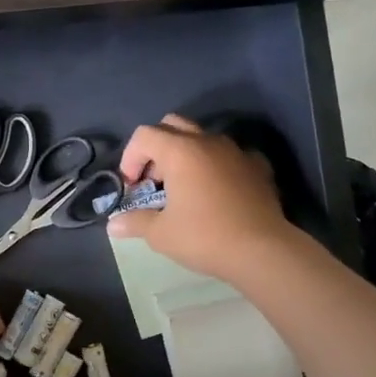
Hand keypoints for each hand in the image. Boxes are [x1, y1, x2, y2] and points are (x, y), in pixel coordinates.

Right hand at [107, 114, 294, 281]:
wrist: (263, 250)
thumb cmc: (204, 237)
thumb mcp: (160, 233)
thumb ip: (134, 222)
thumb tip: (112, 225)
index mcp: (180, 151)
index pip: (144, 135)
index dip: (130, 157)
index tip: (133, 186)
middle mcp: (208, 142)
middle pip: (172, 126)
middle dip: (156, 148)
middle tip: (154, 179)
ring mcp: (236, 152)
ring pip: (202, 138)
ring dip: (186, 155)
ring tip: (183, 187)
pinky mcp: (258, 167)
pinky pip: (230, 156)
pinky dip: (216, 166)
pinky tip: (216, 191)